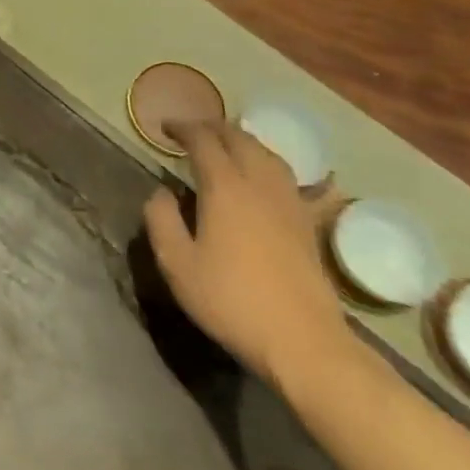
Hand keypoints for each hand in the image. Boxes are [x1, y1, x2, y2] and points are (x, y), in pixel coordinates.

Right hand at [144, 121, 348, 389]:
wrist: (304, 343)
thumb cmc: (232, 301)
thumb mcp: (177, 264)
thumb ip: (161, 220)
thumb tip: (161, 193)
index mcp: (224, 187)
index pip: (202, 140)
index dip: (182, 128)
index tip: (164, 127)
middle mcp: (259, 183)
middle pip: (238, 138)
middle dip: (212, 128)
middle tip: (191, 132)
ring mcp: (289, 202)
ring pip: (266, 153)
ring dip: (241, 141)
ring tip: (225, 146)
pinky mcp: (308, 223)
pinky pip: (287, 177)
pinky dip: (268, 164)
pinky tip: (266, 176)